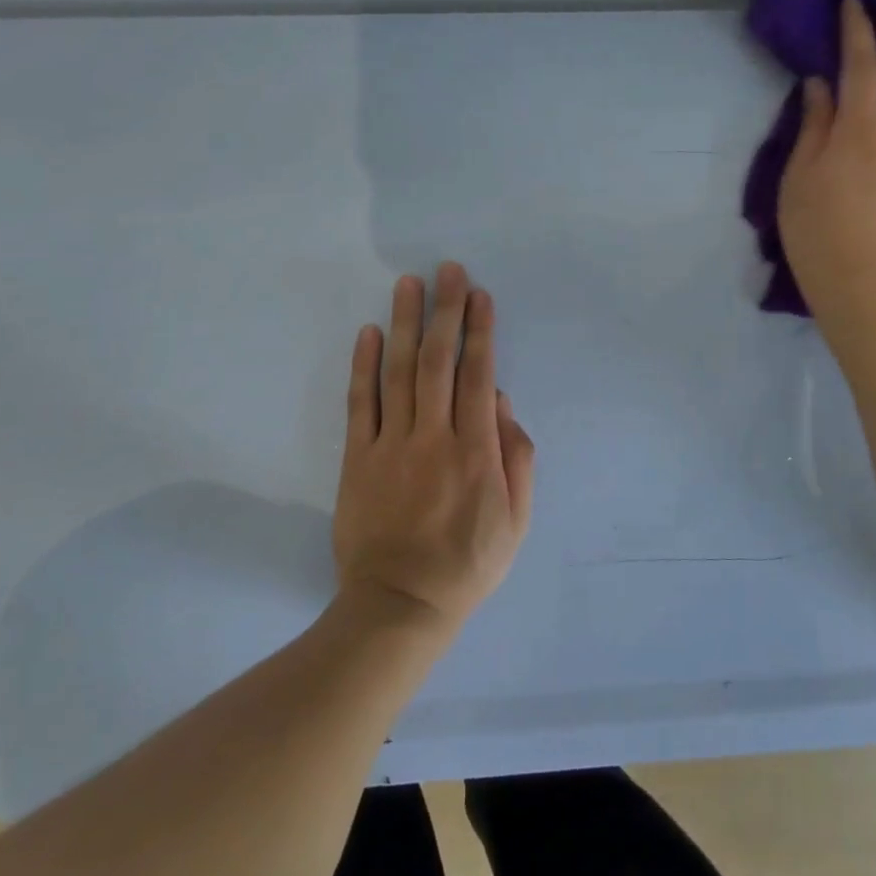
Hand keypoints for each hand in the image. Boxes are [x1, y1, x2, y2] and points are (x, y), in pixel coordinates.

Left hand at [333, 262, 534, 631]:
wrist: (399, 605)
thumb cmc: (468, 564)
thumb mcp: (517, 520)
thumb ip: (518, 459)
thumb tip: (504, 405)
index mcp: (477, 451)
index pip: (479, 376)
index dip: (480, 331)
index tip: (480, 295)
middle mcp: (434, 437)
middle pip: (439, 362)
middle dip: (445, 311)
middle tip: (447, 270)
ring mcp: (392, 445)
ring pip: (399, 372)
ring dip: (404, 323)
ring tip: (408, 283)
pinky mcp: (358, 458)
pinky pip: (361, 403)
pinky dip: (363, 365)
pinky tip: (368, 332)